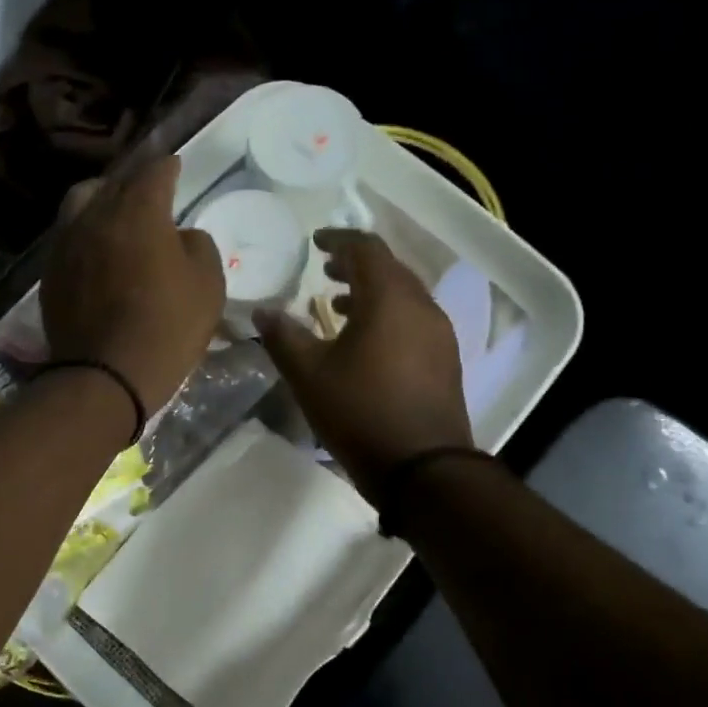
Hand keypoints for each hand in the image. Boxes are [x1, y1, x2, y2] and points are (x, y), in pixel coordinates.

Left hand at [41, 156, 224, 414]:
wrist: (106, 375)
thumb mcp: (208, 285)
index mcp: (138, 211)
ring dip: (101, 199)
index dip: (169, 167)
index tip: (176, 167)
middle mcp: (96, 215)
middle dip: (134, 181)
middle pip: (114, 182)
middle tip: (149, 190)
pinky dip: (84, 231)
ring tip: (114, 213)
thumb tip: (181, 235)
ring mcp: (66, 243)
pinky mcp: (50, 272)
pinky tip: (96, 249)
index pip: (154, 171)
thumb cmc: (167, 327)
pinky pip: (67, 235)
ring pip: (81, 202)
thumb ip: (199, 246)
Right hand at [254, 229, 472, 499]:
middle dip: (356, 264)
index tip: (315, 241)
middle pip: (389, 268)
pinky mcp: (445, 359)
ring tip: (337, 304)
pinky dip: (387, 315)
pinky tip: (365, 341)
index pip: (366, 248)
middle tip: (325, 269)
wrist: (423, 468)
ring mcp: (439, 333)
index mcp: (389, 299)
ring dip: (372, 291)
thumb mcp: (309, 374)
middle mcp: (421, 307)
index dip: (339, 238)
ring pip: (404, 295)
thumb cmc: (360, 412)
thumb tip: (262, 311)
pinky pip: (414, 319)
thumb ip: (283, 336)